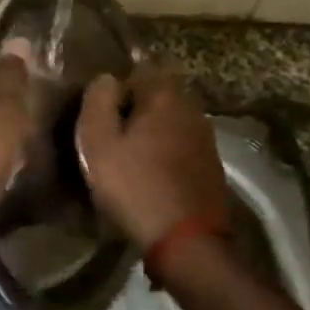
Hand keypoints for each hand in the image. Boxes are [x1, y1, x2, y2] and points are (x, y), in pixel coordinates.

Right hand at [76, 62, 228, 253]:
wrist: (186, 240)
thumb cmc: (134, 185)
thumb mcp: (98, 142)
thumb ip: (98, 100)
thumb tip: (107, 78)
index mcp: (164, 95)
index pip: (139, 69)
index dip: (117, 88)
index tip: (101, 113)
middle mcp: (191, 107)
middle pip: (158, 95)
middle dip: (136, 108)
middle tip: (112, 134)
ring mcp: (206, 136)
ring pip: (171, 120)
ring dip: (152, 131)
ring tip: (129, 155)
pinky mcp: (211, 164)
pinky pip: (182, 144)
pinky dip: (166, 151)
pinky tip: (151, 173)